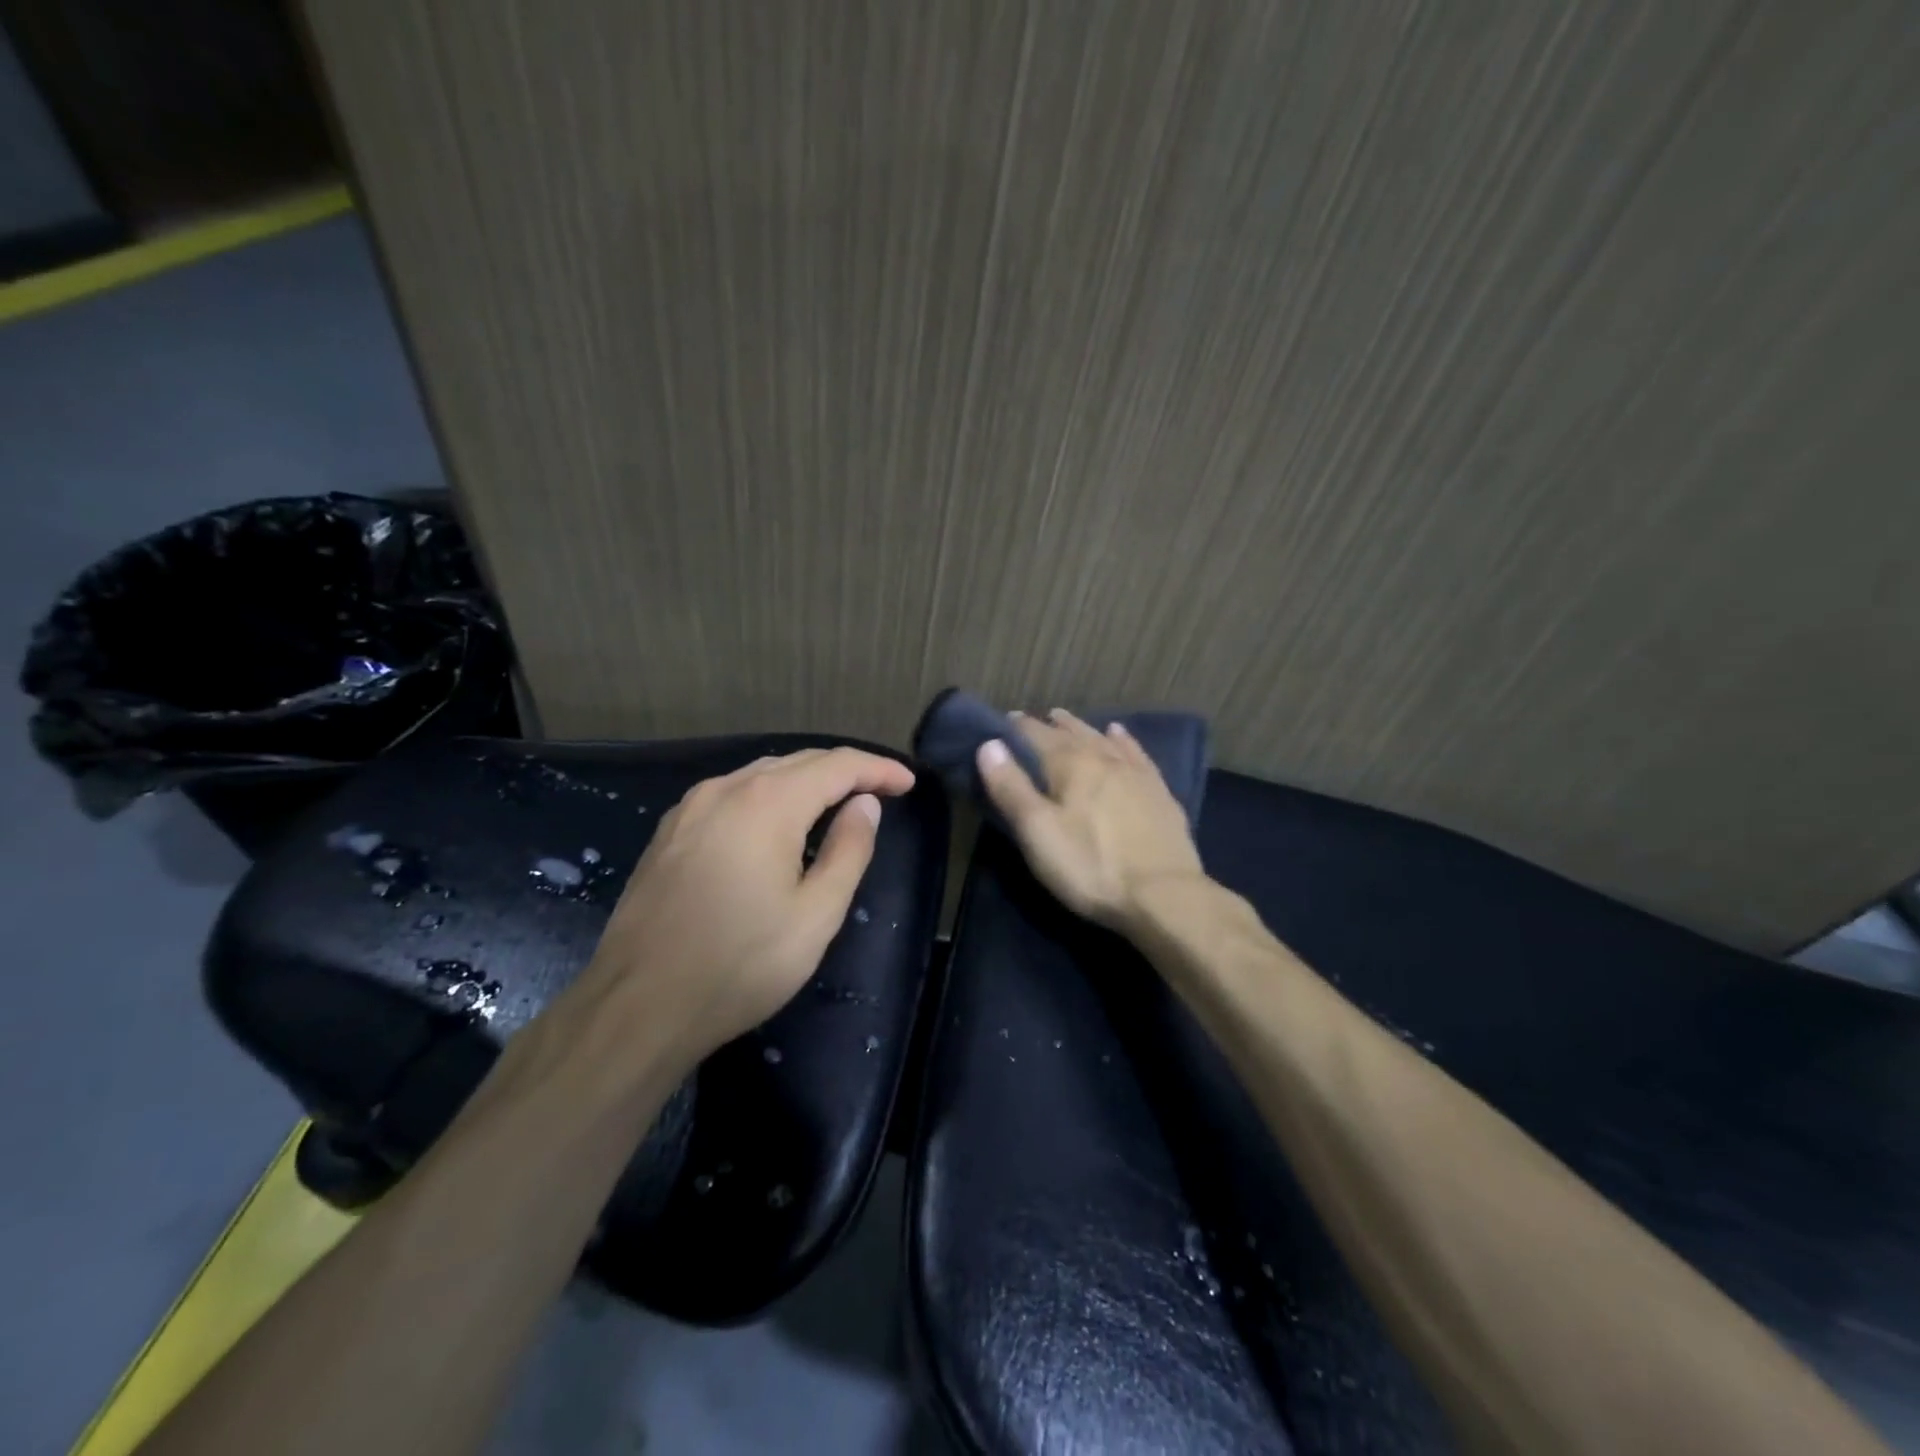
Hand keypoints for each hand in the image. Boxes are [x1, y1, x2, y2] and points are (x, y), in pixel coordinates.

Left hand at [579, 748, 915, 1068]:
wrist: (638, 1006)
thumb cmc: (740, 964)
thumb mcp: (815, 914)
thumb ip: (849, 850)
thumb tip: (865, 805)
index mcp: (768, 803)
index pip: (837, 766)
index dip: (877, 769)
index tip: (908, 783)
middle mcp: (726, 789)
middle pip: (798, 762)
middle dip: (845, 771)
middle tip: (882, 790)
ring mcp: (691, 808)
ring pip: (762, 775)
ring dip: (806, 781)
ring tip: (838, 801)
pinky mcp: (670, 832)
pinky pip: (732, 795)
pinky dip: (769, 796)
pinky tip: (778, 822)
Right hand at [976, 708, 1204, 929]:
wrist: (1164, 895)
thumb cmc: (1090, 866)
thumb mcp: (1037, 832)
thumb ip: (1011, 787)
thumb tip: (989, 744)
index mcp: (1070, 764)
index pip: (1036, 735)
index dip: (1017, 728)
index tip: (1003, 722)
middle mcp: (1103, 758)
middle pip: (1071, 733)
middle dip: (1049, 725)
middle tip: (1033, 720)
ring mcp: (1135, 773)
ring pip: (1102, 739)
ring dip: (1081, 727)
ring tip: (1066, 719)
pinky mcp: (1159, 792)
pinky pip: (1136, 753)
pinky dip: (1123, 740)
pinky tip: (1119, 734)